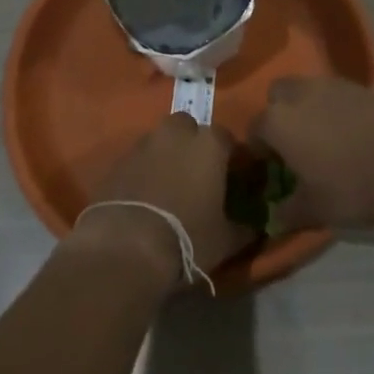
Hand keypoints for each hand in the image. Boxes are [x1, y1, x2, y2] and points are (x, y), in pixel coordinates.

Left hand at [73, 114, 252, 286]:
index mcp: (209, 144)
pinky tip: (144, 195)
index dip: (228, 156)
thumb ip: (243, 228)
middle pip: (188, 127)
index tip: (230, 176)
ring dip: (166, 154)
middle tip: (196, 174)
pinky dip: (143, 170)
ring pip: (160, 140)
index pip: (226, 138)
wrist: (127, 246)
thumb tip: (255, 228)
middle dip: (192, 143)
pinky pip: (138, 159)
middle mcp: (176, 134)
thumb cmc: (187, 238)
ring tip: (168, 186)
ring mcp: (144, 144)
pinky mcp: (118, 160)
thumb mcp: (225, 240)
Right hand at [251, 76, 373, 229]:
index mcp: (278, 121)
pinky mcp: (364, 87)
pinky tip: (355, 135)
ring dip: (310, 108)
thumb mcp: (315, 209)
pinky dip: (340, 109)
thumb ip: (289, 212)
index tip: (271, 167)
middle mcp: (300, 94)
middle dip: (281, 114)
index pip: (254, 129)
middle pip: (278, 95)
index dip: (259, 149)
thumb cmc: (351, 187)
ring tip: (327, 138)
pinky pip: (340, 95)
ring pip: (310, 90)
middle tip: (295, 143)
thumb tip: (275, 219)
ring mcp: (333, 86)